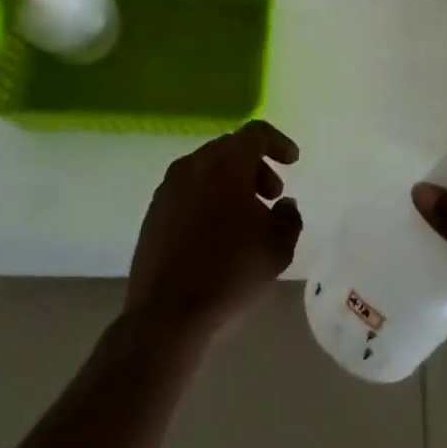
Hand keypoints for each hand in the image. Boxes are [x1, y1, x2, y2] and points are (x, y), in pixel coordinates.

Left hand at [123, 120, 302, 349]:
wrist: (167, 313)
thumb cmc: (230, 272)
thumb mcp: (278, 247)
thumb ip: (289, 218)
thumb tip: (283, 205)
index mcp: (225, 163)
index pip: (256, 134)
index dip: (278, 143)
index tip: (292, 161)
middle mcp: (194, 165)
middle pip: (230, 149)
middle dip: (255, 166)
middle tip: (271, 195)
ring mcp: (168, 187)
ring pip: (207, 169)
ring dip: (231, 182)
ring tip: (246, 218)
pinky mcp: (153, 212)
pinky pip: (188, 191)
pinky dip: (208, 198)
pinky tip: (217, 232)